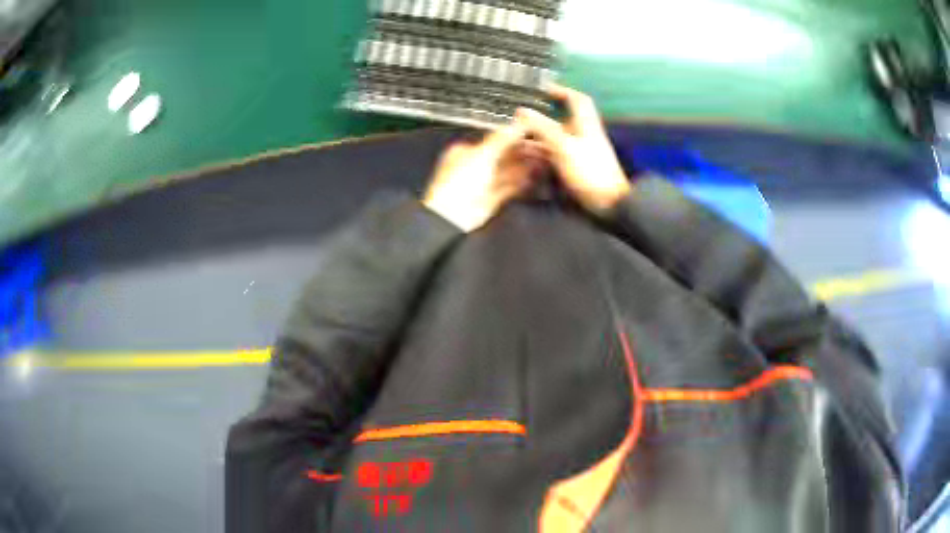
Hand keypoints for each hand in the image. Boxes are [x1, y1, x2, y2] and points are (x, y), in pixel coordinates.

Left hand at [422, 124, 545, 231]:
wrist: (451, 216)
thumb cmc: (458, 183)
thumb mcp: (483, 154)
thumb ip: (503, 138)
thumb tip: (518, 122)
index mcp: (466, 151)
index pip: (496, 141)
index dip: (516, 138)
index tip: (534, 136)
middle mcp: (474, 166)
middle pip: (504, 157)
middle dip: (524, 154)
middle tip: (545, 150)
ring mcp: (483, 184)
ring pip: (508, 173)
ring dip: (526, 168)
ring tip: (545, 163)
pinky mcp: (490, 200)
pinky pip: (509, 189)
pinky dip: (521, 184)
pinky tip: (534, 179)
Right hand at [514, 84, 629, 214]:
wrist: (610, 204)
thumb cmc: (590, 172)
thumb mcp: (564, 146)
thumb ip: (543, 127)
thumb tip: (522, 110)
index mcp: (586, 125)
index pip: (577, 100)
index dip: (561, 91)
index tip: (543, 89)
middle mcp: (583, 135)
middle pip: (562, 120)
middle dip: (541, 117)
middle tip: (519, 118)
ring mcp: (580, 153)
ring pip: (556, 139)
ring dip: (537, 137)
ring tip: (515, 138)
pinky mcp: (576, 169)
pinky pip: (555, 155)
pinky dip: (541, 154)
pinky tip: (525, 158)